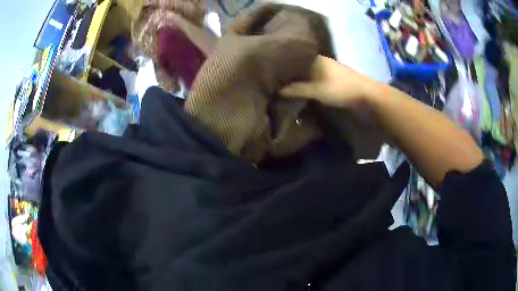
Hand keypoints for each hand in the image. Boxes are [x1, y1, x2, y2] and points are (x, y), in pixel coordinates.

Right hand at [280, 56, 376, 108]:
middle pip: (299, 66)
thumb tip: (277, 90)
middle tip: (275, 82)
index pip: (292, 58)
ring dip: (299, 80)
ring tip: (284, 87)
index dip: (281, 66)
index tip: (270, 73)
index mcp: (315, 58)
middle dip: (289, 74)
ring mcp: (327, 70)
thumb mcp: (315, 90)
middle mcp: (320, 61)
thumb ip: (296, 89)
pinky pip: (315, 79)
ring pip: (307, 73)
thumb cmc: (340, 88)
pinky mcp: (333, 79)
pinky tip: (301, 90)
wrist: (366, 95)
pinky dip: (307, 84)